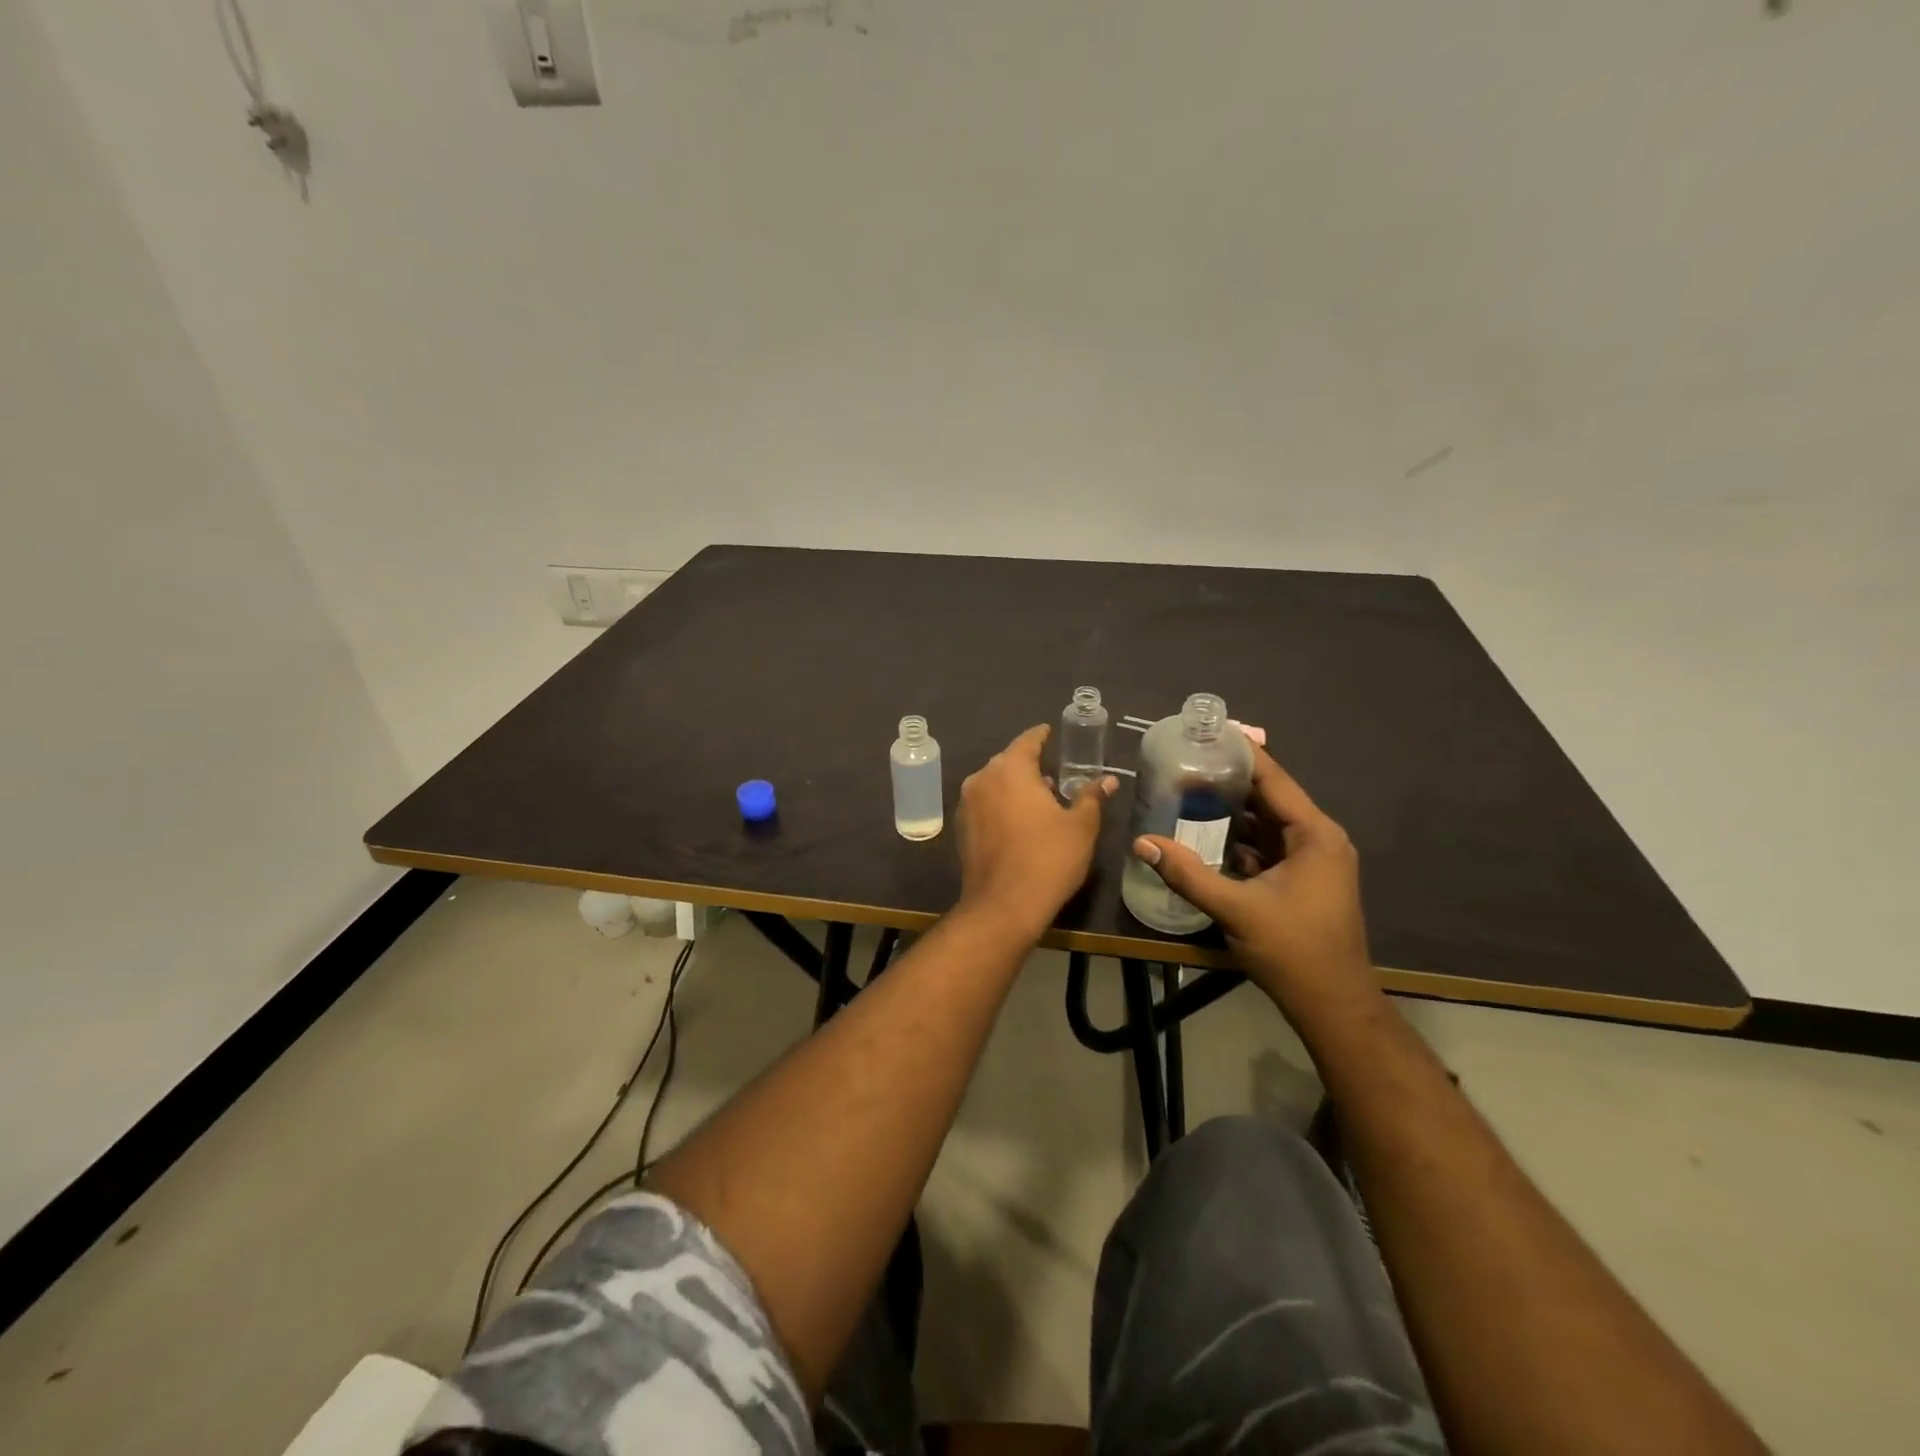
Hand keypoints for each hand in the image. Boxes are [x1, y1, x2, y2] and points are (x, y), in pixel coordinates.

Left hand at [956, 724, 1116, 938]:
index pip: (1028, 741)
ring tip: (1041, 798)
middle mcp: (982, 779)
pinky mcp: (962, 828)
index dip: (1042, 735)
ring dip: (1015, 787)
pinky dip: (1002, 805)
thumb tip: (1107, 780)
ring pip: (994, 784)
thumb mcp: (1080, 827)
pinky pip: (985, 805)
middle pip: (1008, 762)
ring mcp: (967, 804)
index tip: (1051, 732)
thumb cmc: (1048, 859)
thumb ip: (1091, 797)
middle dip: (1029, 764)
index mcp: (1010, 769)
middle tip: (1053, 770)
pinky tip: (1020, 821)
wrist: (1003, 906)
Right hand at [1132, 747, 1373, 1012]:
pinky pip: (1267, 847)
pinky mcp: (1303, 880)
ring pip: (1266, 823)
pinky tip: (1204, 834)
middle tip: (1184, 763)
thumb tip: (1141, 842)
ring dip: (1231, 811)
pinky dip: (1239, 839)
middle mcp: (1318, 839)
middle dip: (1228, 781)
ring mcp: (1313, 861)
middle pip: (1269, 797)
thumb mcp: (1235, 910)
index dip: (1241, 754)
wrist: (1333, 1006)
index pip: (1274, 779)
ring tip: (1187, 791)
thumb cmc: (1293, 951)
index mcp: (1314, 835)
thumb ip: (1187, 873)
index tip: (1208, 732)